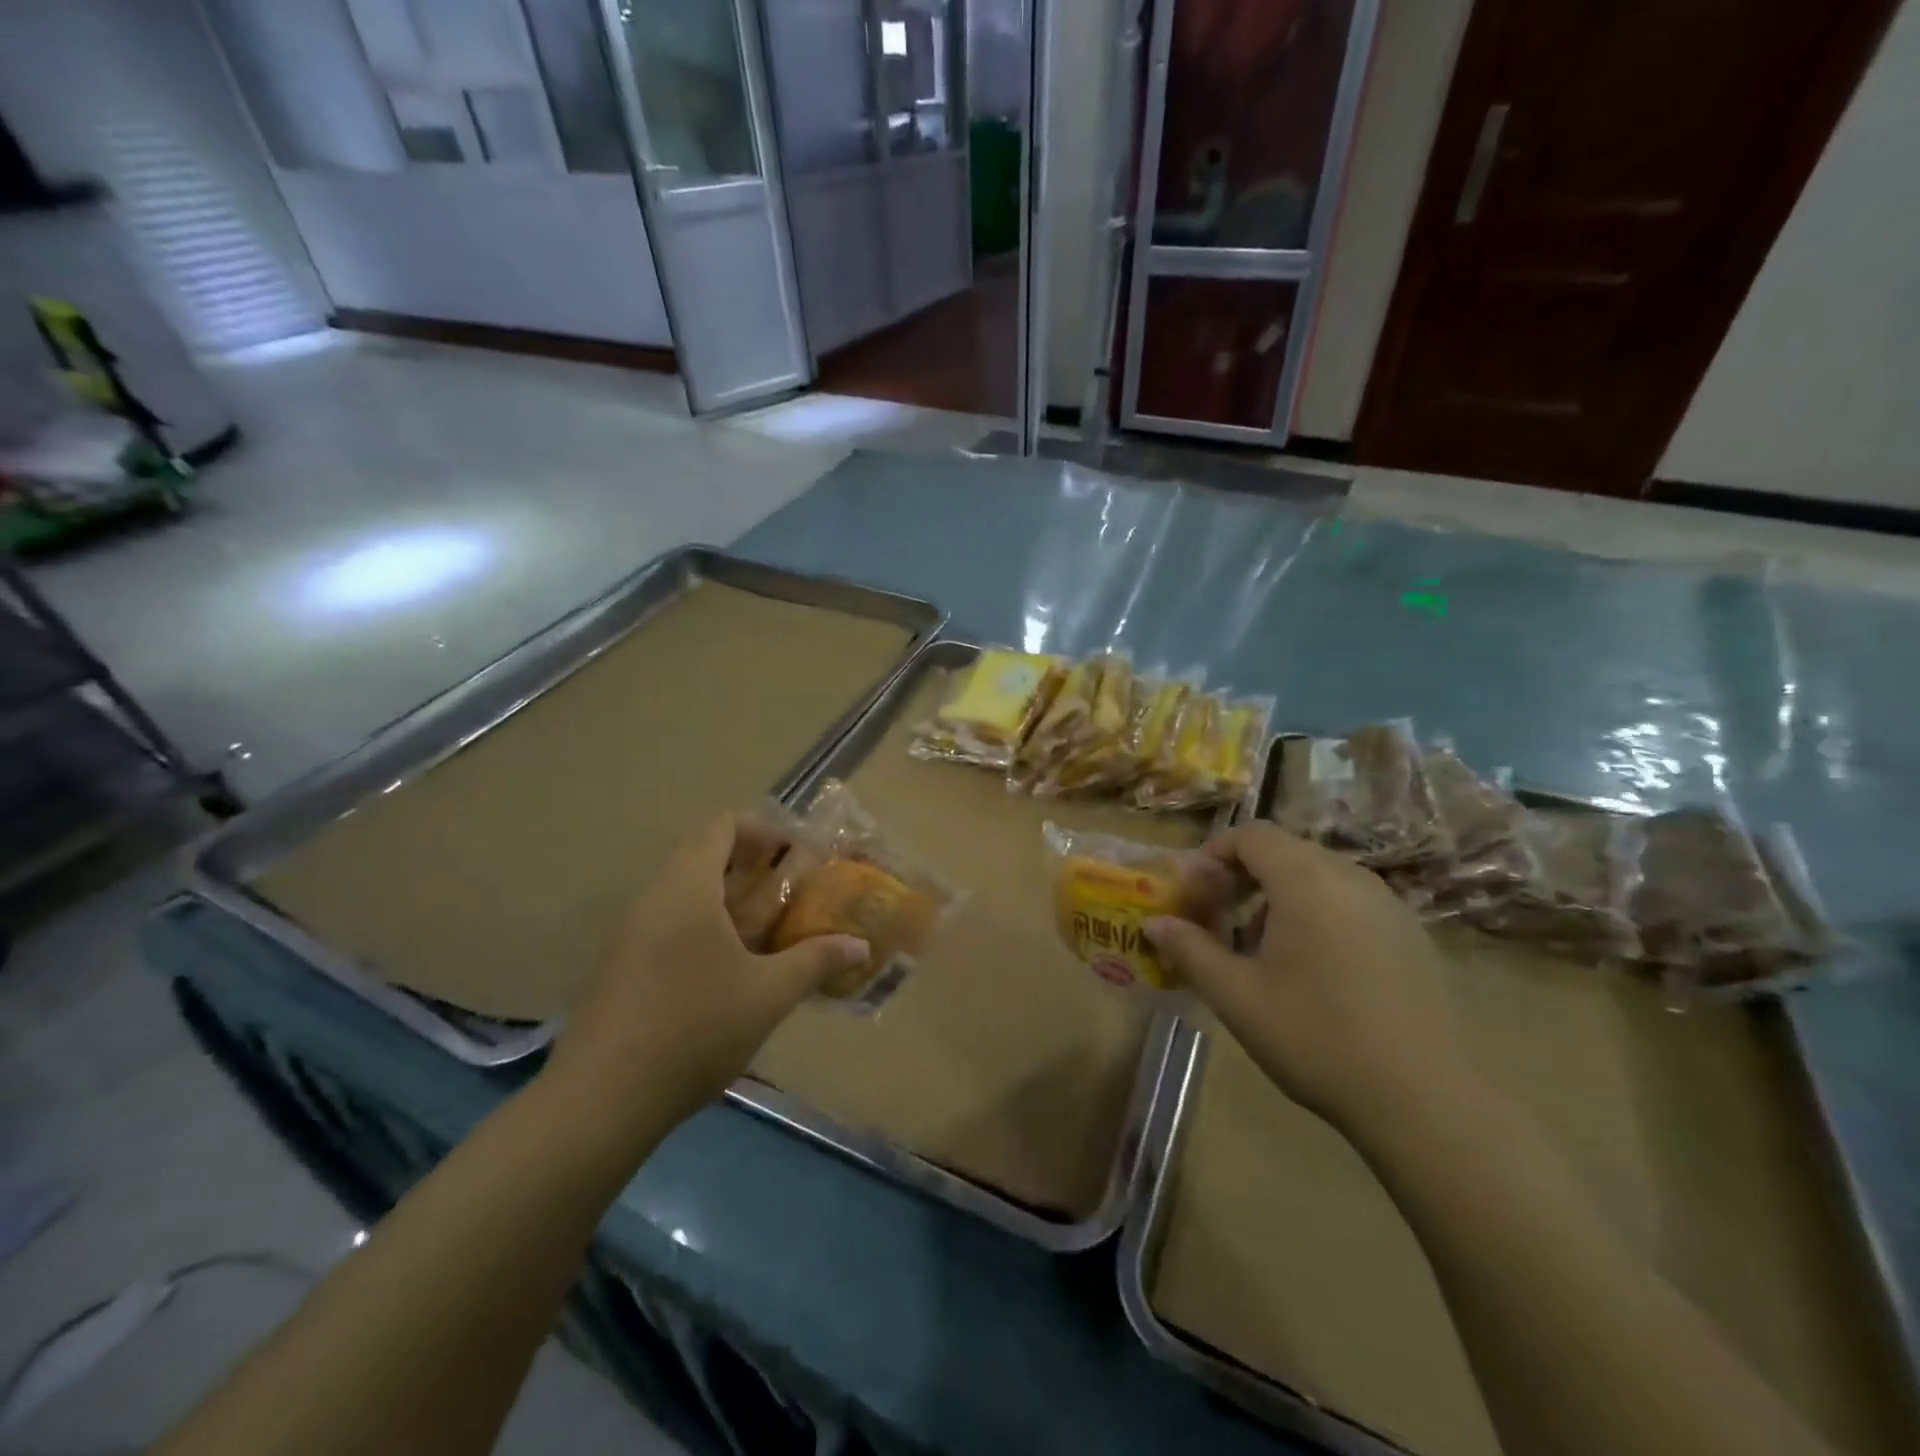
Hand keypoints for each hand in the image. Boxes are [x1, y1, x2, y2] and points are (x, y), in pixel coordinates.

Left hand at [548, 813, 868, 1127]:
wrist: (601, 1101)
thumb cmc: (694, 1029)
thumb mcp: (768, 994)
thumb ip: (816, 961)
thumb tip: (860, 946)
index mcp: (687, 888)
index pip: (722, 826)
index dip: (764, 831)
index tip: (797, 857)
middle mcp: (653, 898)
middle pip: (702, 855)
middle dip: (751, 867)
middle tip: (790, 892)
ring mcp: (630, 933)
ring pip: (684, 892)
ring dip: (727, 899)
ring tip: (766, 931)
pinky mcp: (620, 966)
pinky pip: (668, 923)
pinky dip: (703, 927)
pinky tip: (728, 970)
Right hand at [1145, 823, 1486, 1139]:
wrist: (1426, 1100)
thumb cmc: (1317, 1038)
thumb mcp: (1237, 997)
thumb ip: (1191, 951)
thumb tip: (1154, 923)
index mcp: (1306, 881)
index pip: (1252, 835)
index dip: (1215, 852)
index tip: (1194, 889)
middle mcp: (1351, 877)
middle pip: (1286, 850)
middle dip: (1244, 874)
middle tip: (1219, 916)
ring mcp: (1388, 904)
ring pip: (1319, 875)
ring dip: (1280, 894)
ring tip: (1261, 947)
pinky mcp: (1411, 934)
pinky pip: (1350, 900)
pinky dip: (1317, 911)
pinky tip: (1313, 967)